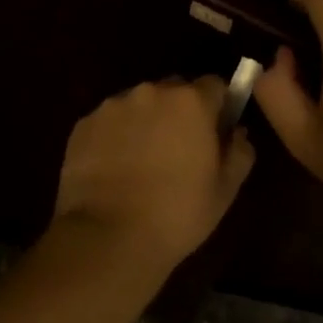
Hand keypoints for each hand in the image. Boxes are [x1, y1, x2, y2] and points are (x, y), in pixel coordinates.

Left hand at [52, 76, 255, 273]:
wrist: (107, 237)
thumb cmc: (177, 213)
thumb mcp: (225, 189)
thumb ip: (240, 151)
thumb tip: (237, 131)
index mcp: (191, 101)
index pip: (214, 85)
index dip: (218, 107)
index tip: (215, 133)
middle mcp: (151, 92)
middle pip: (174, 91)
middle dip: (180, 112)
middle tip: (179, 151)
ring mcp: (112, 106)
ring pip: (139, 105)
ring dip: (145, 123)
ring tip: (141, 164)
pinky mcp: (83, 124)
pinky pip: (109, 122)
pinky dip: (115, 137)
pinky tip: (114, 171)